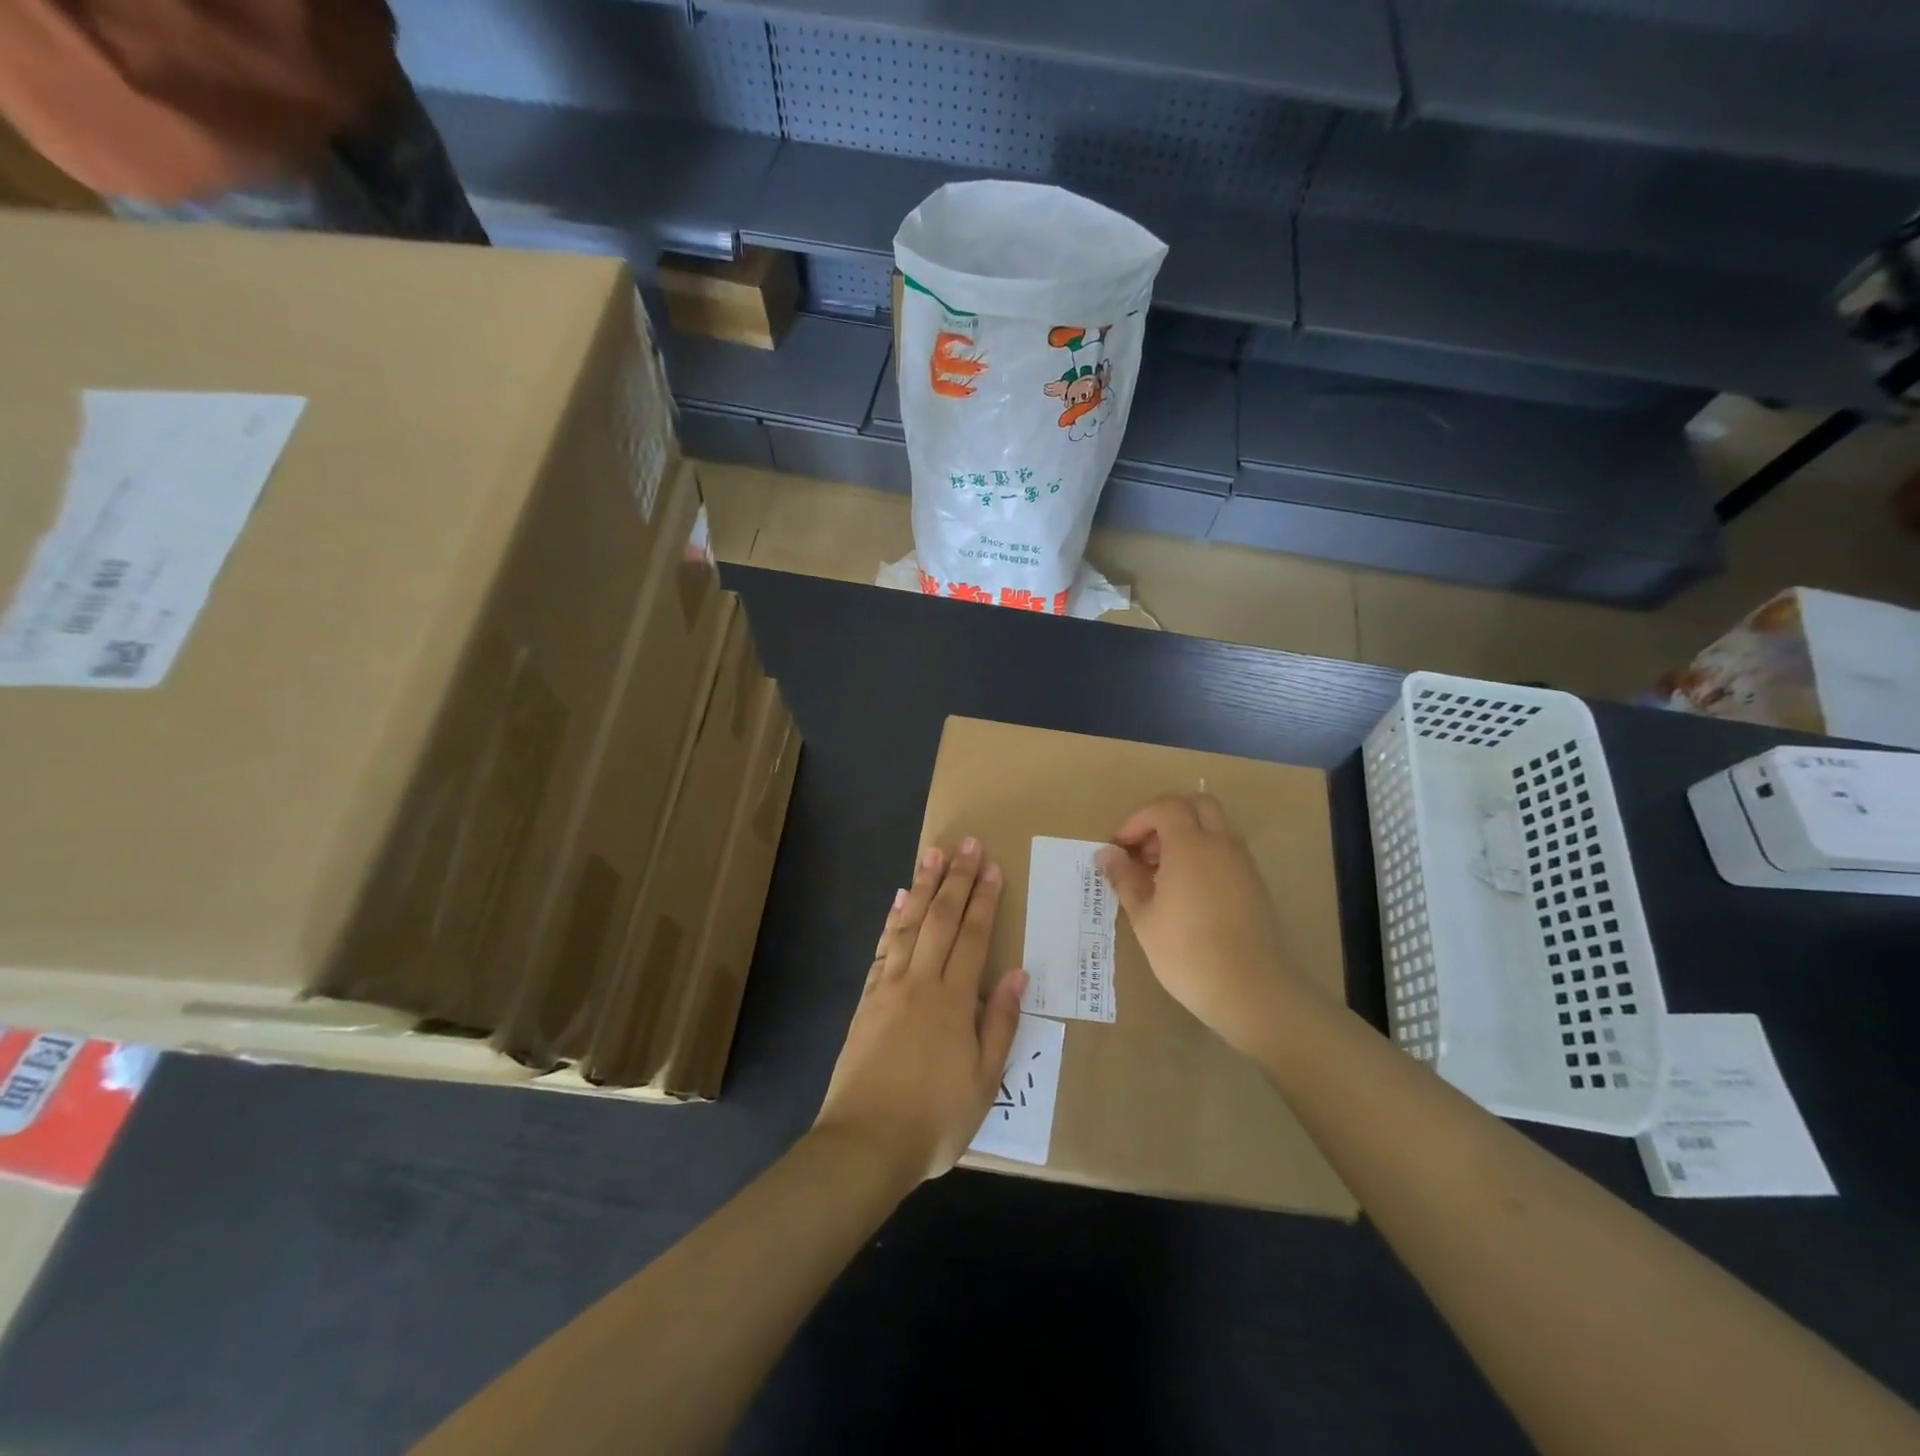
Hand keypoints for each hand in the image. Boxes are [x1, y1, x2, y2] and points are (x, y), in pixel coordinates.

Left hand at [814, 838, 1027, 1187]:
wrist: (866, 1143)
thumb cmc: (935, 1118)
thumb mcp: (985, 1081)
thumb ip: (999, 1023)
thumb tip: (1016, 973)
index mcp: (954, 1000)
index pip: (974, 936)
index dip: (984, 899)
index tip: (991, 867)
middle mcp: (921, 982)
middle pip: (941, 919)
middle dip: (956, 879)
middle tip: (966, 843)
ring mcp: (889, 987)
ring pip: (909, 924)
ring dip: (923, 886)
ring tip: (933, 854)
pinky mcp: (866, 999)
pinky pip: (882, 948)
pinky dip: (892, 921)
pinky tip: (899, 901)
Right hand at [1095, 794, 1316, 1056]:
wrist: (1249, 989)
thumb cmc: (1186, 951)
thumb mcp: (1143, 916)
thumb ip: (1124, 877)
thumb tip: (1106, 854)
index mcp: (1191, 845)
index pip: (1165, 807)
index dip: (1138, 820)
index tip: (1120, 847)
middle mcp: (1221, 844)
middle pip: (1197, 804)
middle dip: (1167, 817)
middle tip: (1146, 849)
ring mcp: (1243, 864)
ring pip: (1216, 827)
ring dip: (1187, 835)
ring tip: (1161, 874)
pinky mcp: (1255, 885)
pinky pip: (1227, 851)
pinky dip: (1204, 854)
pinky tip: (1187, 892)